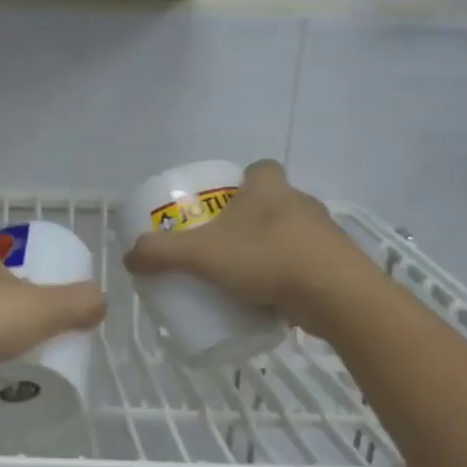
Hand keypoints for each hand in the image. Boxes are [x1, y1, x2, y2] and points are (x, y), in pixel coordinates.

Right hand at [121, 159, 383, 336]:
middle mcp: (300, 203)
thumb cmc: (266, 259)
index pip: (259, 169)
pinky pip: (305, 264)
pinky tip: (269, 298)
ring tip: (243, 277)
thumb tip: (129, 257)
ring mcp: (323, 234)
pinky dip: (288, 276)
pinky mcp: (336, 264)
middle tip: (222, 246)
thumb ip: (161, 253)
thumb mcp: (201, 255)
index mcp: (269, 189)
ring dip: (269, 250)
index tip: (223, 205)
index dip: (241, 182)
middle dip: (249, 221)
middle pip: (271, 203)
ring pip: (289, 235)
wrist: (336, 295)